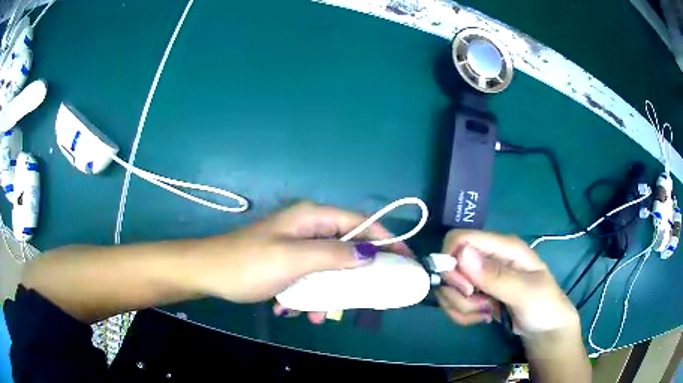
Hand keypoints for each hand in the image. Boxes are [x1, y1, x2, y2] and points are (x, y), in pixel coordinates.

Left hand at [194, 201, 411, 323]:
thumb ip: (334, 255)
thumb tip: (371, 255)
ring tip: (321, 314)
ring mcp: (297, 245)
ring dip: (330, 291)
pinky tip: (298, 310)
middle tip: (371, 295)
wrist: (209, 273)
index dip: (386, 240)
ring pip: (330, 267)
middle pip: (348, 247)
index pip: (361, 223)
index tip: (406, 259)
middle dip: (357, 274)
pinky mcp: (288, 261)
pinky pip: (312, 277)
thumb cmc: (249, 264)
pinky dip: (311, 294)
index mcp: (312, 217)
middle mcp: (308, 227)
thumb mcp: (295, 260)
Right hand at [436, 230, 577, 335]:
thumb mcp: (524, 292)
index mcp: (503, 247)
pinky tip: (481, 317)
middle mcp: (488, 257)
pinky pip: (453, 302)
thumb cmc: (543, 305)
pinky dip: (462, 314)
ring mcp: (480, 276)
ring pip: (449, 287)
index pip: (461, 238)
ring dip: (461, 306)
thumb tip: (461, 254)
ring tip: (485, 312)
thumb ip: (495, 276)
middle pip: (451, 266)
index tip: (465, 288)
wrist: (544, 327)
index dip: (452, 261)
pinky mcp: (475, 294)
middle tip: (479, 305)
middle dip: (458, 292)